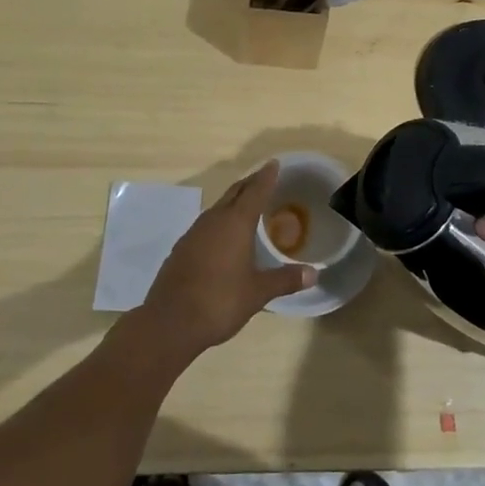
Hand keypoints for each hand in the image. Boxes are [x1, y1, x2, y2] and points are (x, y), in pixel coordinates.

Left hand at [139, 162, 314, 354]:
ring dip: (233, 202)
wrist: (169, 322)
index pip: (255, 191)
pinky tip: (223, 236)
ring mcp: (194, 233)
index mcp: (235, 223)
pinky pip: (206, 224)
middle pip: (234, 193)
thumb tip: (314, 273)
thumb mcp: (258, 293)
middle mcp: (214, 220)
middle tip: (264, 178)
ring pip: (218, 207)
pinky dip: (219, 221)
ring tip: (246, 206)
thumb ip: (285, 280)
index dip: (266, 176)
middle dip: (250, 183)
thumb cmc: (219, 301)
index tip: (274, 163)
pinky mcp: (181, 248)